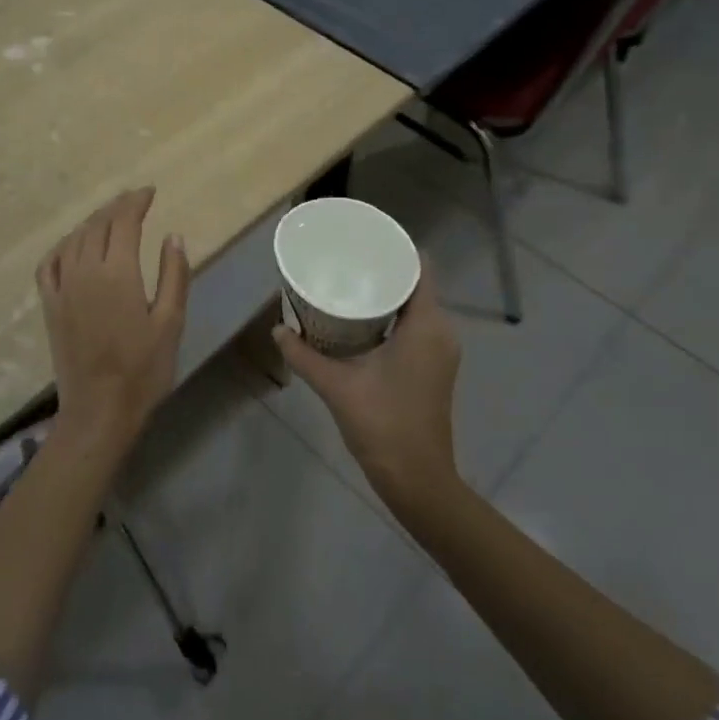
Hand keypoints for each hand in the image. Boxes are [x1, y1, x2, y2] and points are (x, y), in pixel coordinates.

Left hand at [36, 187, 190, 458]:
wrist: (99, 411)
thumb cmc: (143, 370)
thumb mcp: (171, 323)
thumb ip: (173, 275)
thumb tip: (173, 235)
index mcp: (117, 273)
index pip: (124, 222)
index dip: (136, 202)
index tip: (150, 192)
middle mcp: (85, 271)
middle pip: (97, 225)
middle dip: (116, 207)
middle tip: (134, 200)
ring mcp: (62, 288)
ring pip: (74, 239)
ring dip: (92, 221)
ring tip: (110, 217)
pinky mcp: (50, 305)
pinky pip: (50, 263)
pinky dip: (63, 246)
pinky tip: (73, 245)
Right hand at [273, 265, 460, 506]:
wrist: (417, 480)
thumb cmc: (383, 424)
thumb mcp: (337, 385)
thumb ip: (304, 355)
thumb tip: (277, 329)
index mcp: (427, 326)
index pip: (420, 268)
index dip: (395, 248)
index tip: (363, 239)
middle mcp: (441, 331)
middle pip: (416, 283)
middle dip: (382, 269)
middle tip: (345, 259)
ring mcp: (441, 351)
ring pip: (416, 306)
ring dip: (386, 293)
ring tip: (348, 283)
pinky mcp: (434, 367)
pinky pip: (417, 325)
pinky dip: (393, 315)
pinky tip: (361, 319)